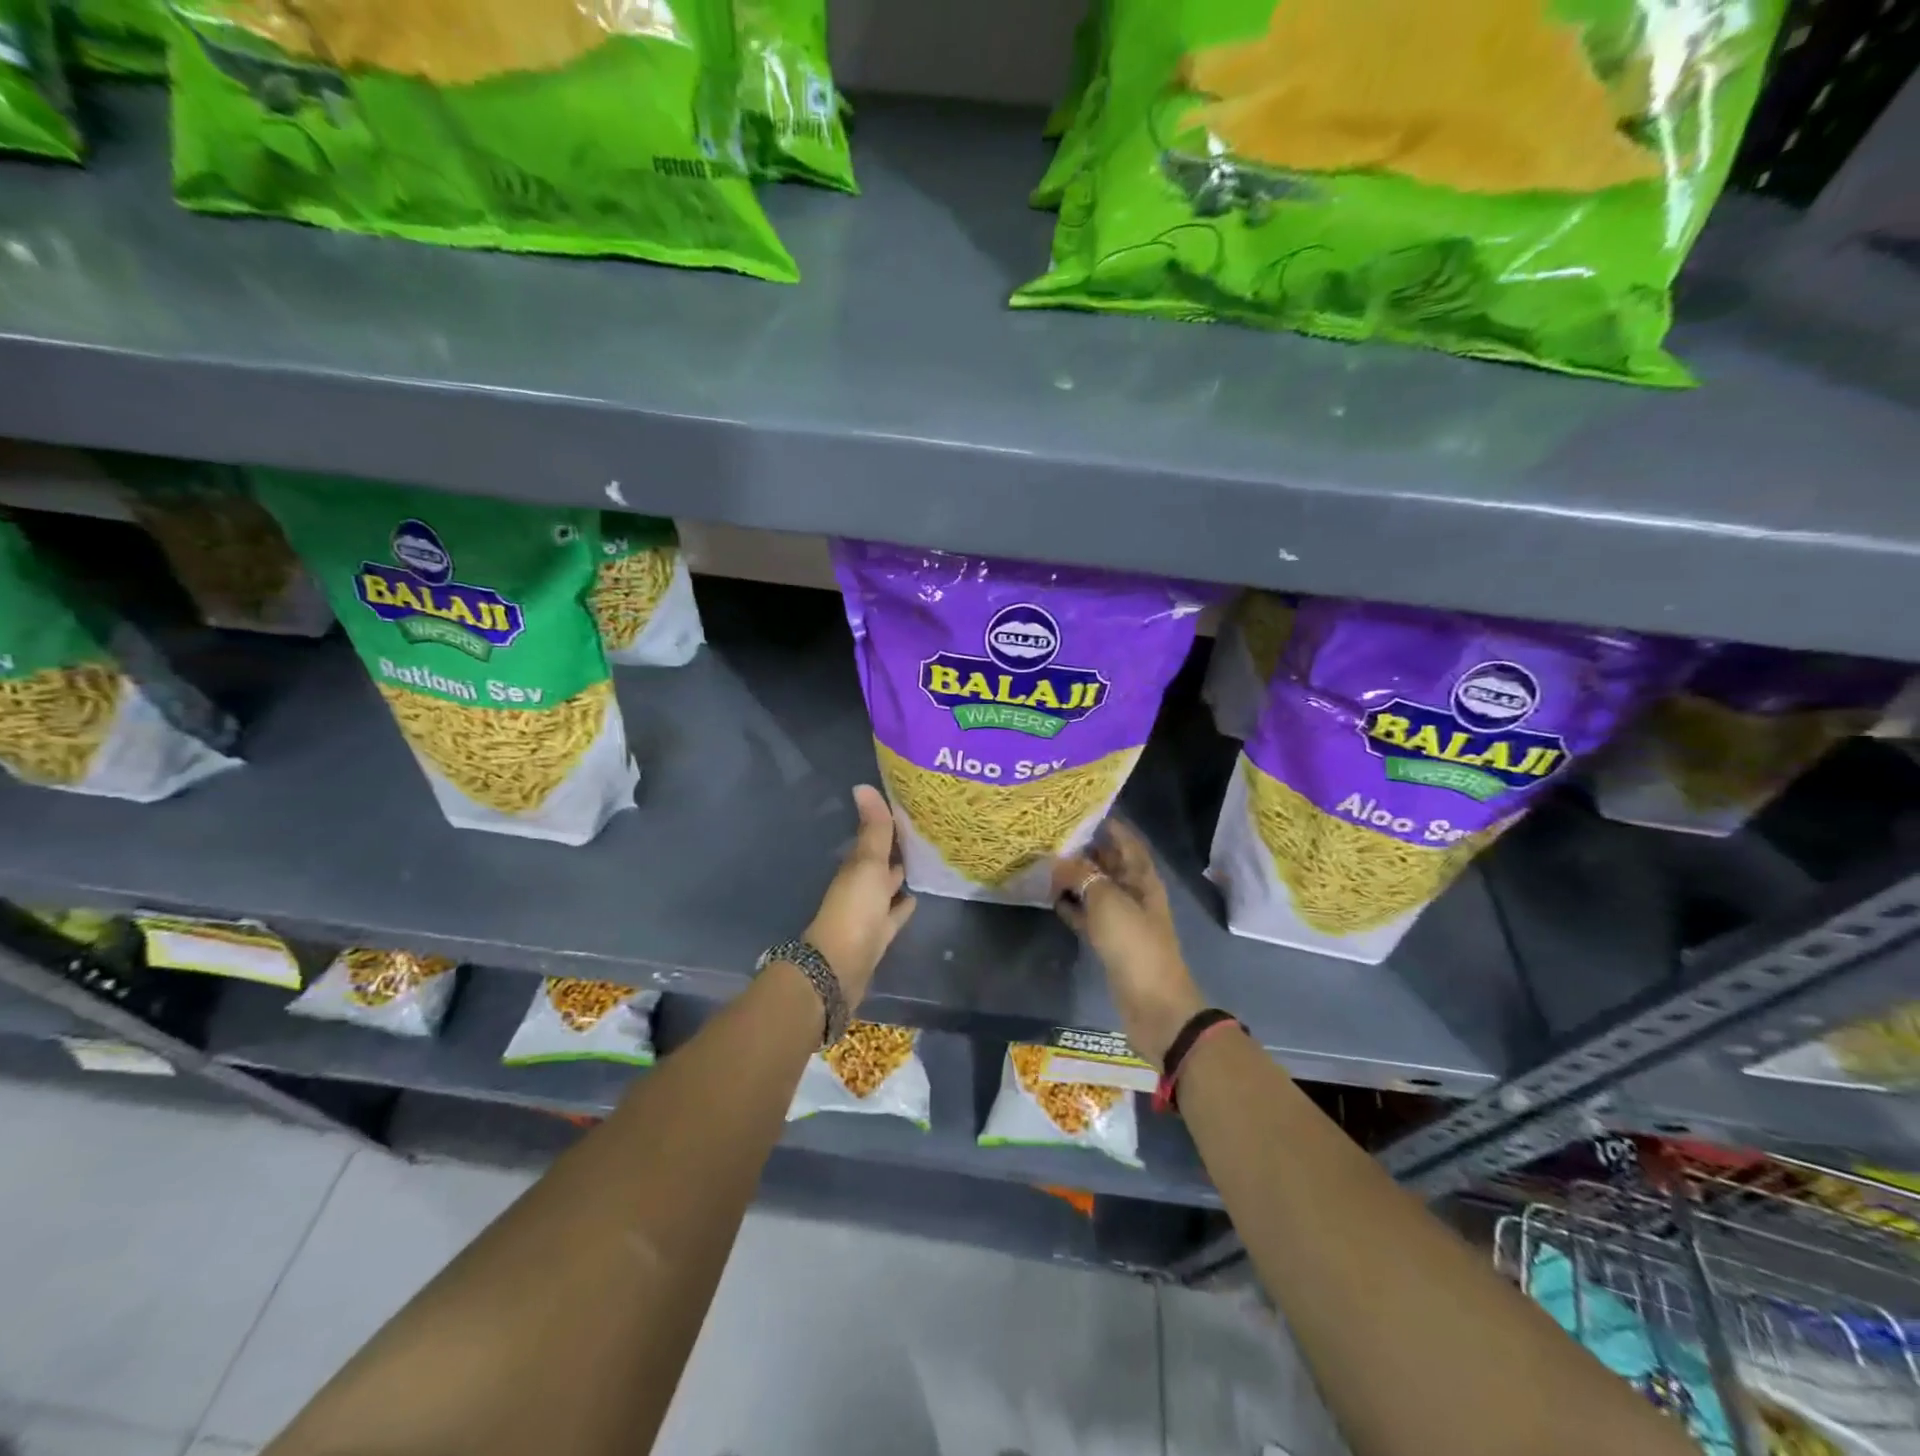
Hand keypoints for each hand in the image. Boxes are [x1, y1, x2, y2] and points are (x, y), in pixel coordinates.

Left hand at [805, 784, 916, 1007]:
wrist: (839, 966)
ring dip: (901, 875)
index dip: (889, 824)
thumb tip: (862, 785)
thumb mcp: (867, 864)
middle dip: (897, 849)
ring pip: (888, 887)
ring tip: (926, 860)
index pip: (875, 838)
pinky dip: (903, 904)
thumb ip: (873, 829)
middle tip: (924, 832)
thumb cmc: (854, 909)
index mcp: (856, 866)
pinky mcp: (879, 934)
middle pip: (881, 862)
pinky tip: (916, 897)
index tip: (910, 808)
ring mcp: (869, 911)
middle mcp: (861, 885)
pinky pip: (894, 914)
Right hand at [1052, 820, 1204, 1068]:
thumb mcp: (1106, 902)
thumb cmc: (1134, 944)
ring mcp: (1123, 919)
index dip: (1108, 824)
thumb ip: (1081, 877)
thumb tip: (1058, 861)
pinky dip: (1073, 907)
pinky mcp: (1111, 942)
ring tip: (1045, 862)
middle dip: (1085, 849)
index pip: (1126, 841)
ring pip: (1096, 889)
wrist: (1154, 1004)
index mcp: (1143, 878)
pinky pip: (1088, 916)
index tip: (1081, 809)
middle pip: (1109, 864)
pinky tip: (1051, 899)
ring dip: (1075, 878)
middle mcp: (1134, 893)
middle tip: (1052, 834)